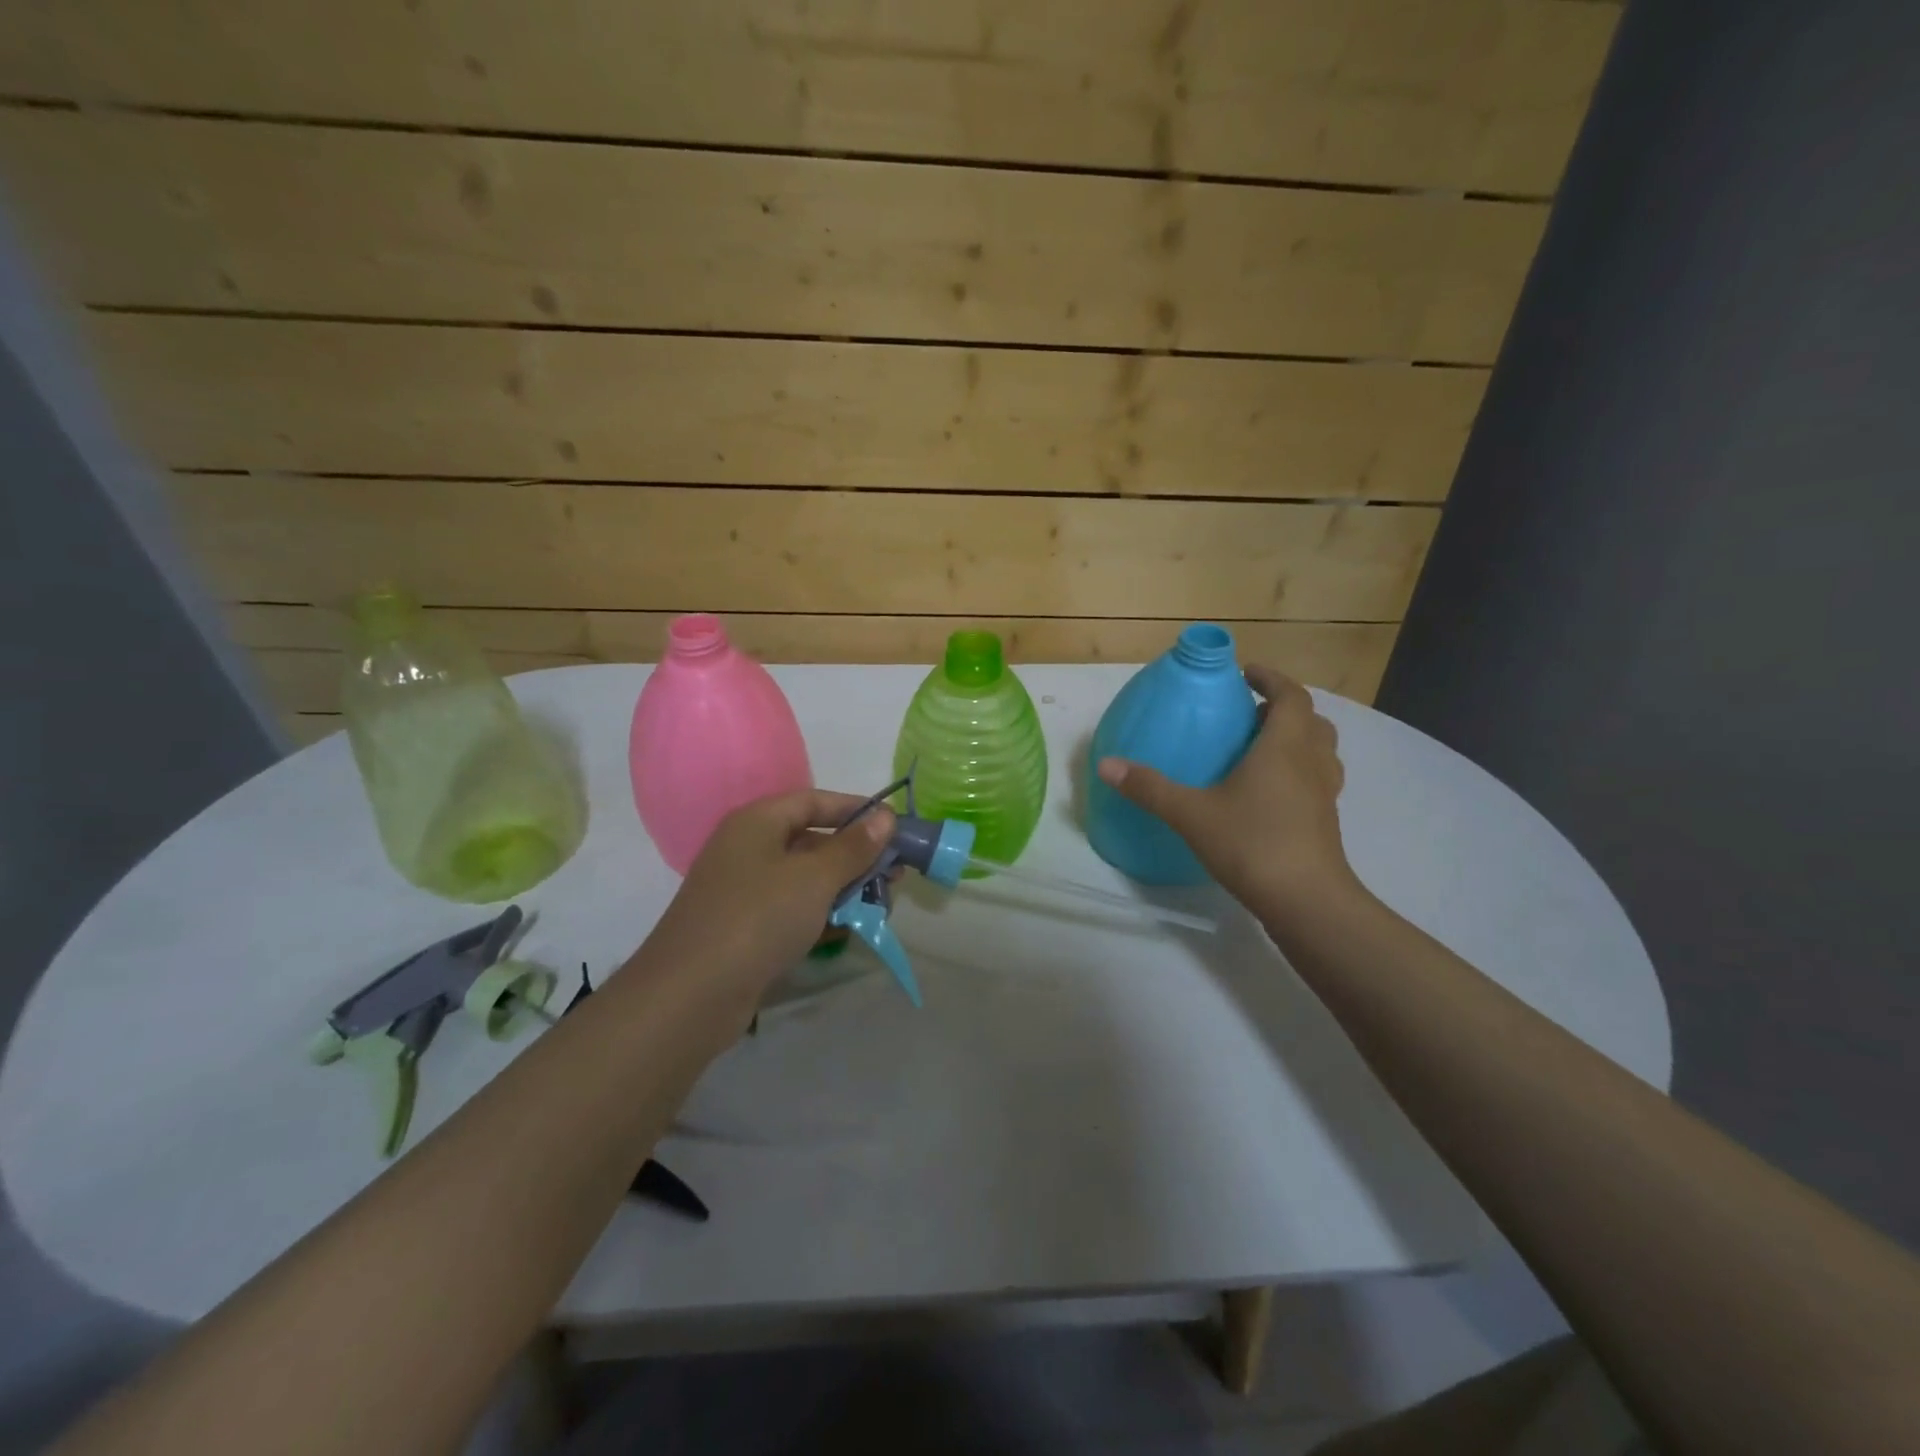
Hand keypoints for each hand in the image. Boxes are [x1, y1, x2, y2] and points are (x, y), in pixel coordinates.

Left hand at [637, 789, 894, 1010]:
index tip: (895, 826)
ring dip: (843, 887)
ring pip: (804, 878)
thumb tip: (886, 816)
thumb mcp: (815, 878)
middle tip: (895, 873)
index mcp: (757, 822)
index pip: (814, 801)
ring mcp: (743, 891)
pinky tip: (850, 928)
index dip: (856, 809)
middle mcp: (747, 849)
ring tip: (882, 903)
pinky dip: (821, 914)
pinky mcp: (744, 928)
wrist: (690, 996)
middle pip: (811, 839)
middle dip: (856, 855)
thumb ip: (853, 847)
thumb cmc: (758, 919)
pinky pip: (791, 909)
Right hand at [1095, 664, 1357, 919]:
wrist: (1306, 900)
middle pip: (1310, 720)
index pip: (1290, 695)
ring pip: (1320, 750)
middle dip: (1282, 709)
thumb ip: (1149, 787)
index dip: (1271, 678)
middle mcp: (1311, 762)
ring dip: (1297, 739)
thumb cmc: (1252, 843)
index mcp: (1284, 746)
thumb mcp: (1191, 813)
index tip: (1246, 673)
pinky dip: (1299, 771)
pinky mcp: (1326, 820)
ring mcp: (1325, 793)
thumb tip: (1106, 764)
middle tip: (1249, 714)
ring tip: (1260, 749)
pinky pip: (1318, 779)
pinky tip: (1268, 793)